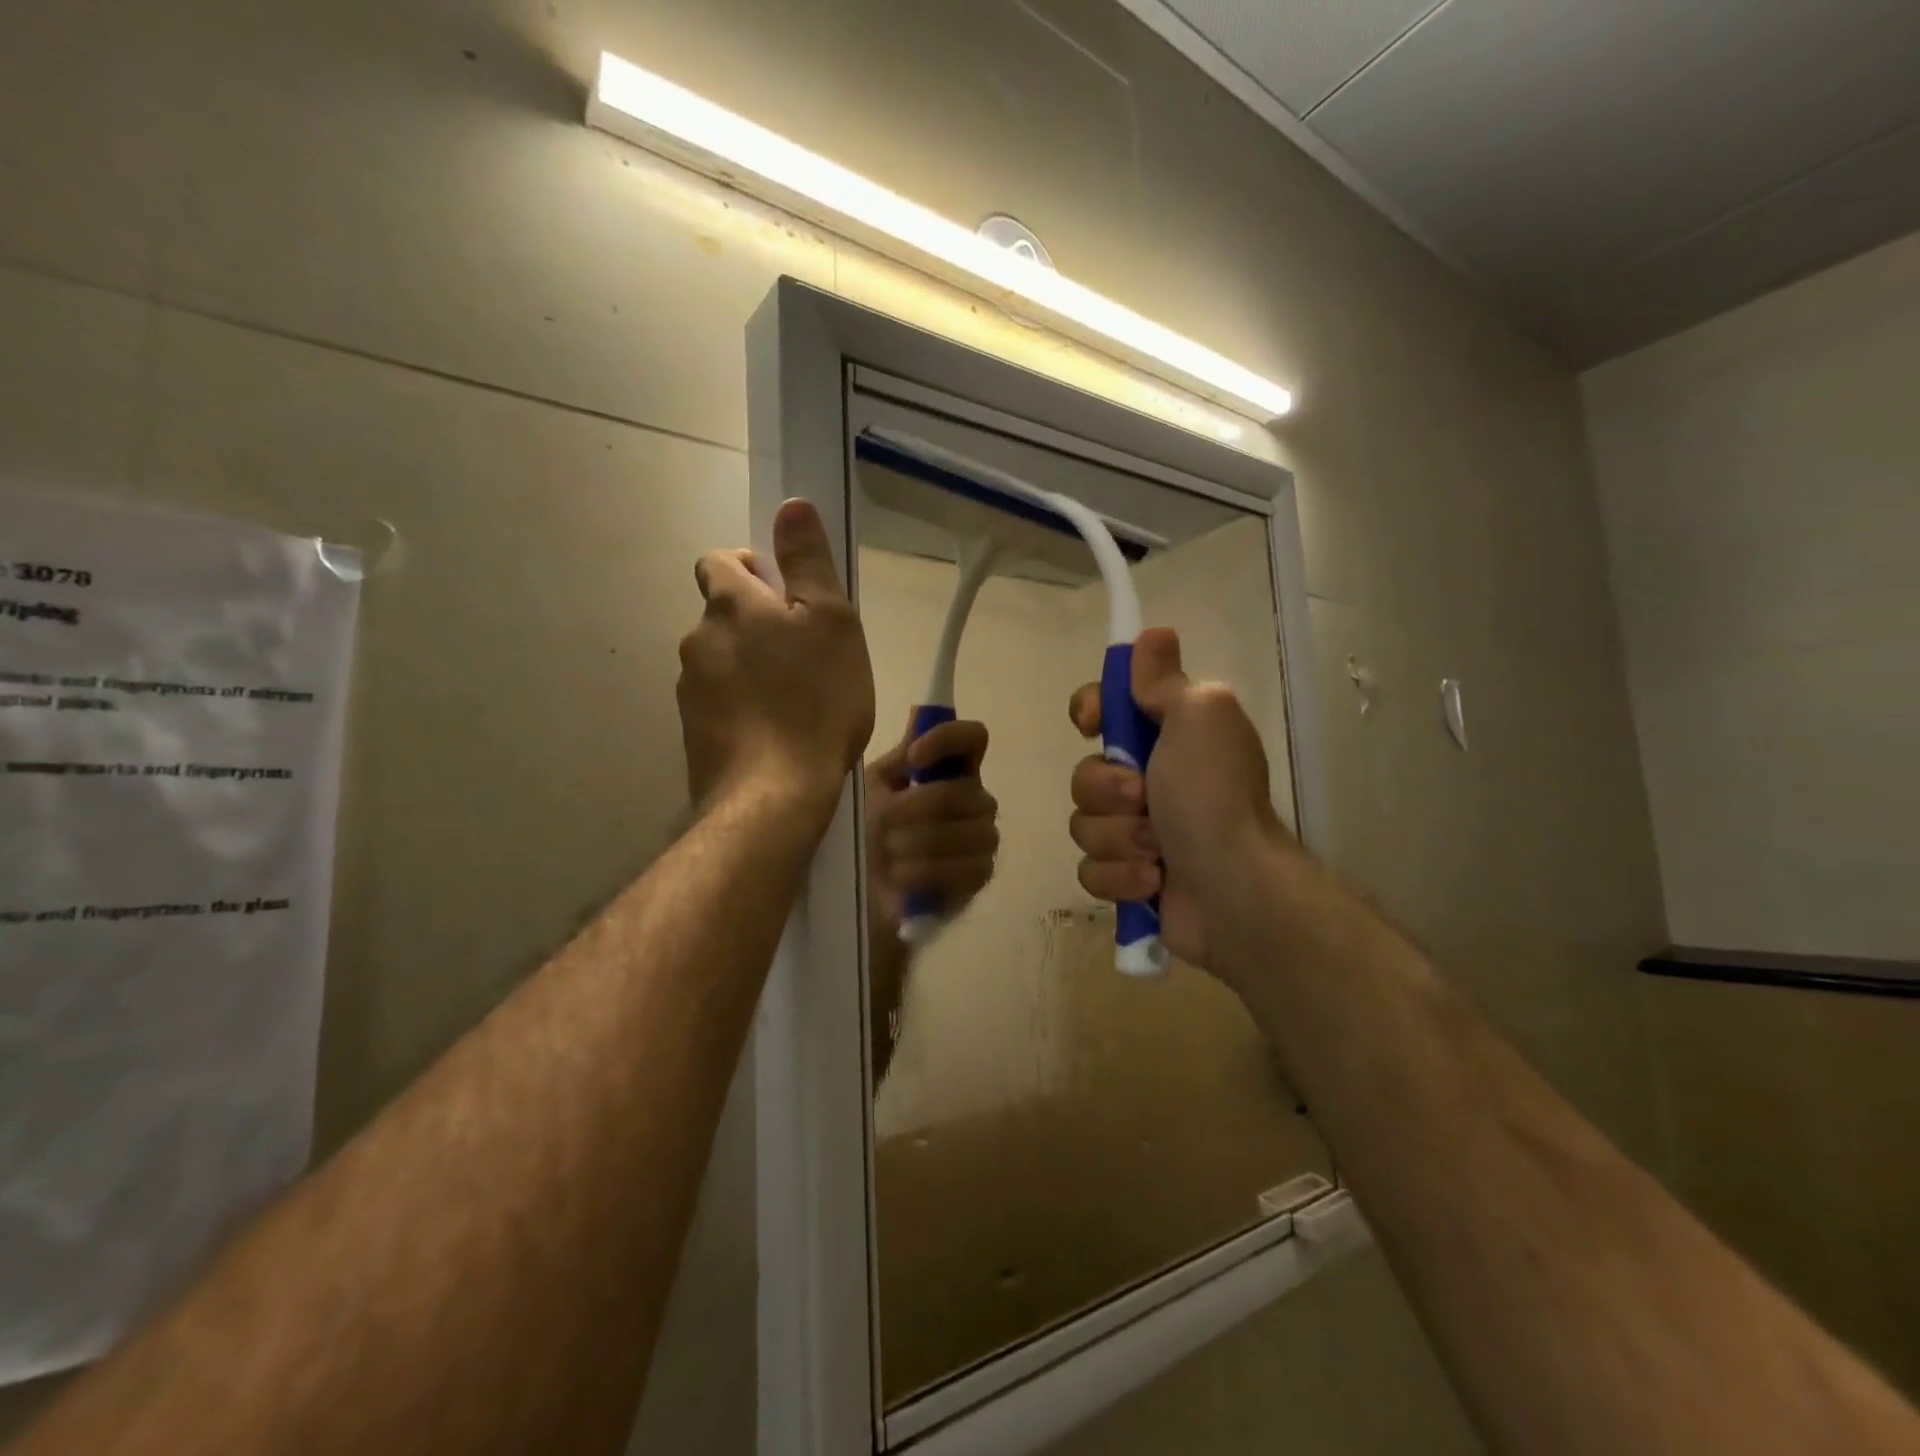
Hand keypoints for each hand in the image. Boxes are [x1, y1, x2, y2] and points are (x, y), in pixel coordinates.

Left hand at [678, 500, 874, 820]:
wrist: (773, 794)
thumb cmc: (816, 701)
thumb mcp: (831, 622)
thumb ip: (808, 562)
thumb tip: (790, 504)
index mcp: (730, 604)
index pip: (719, 562)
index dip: (750, 569)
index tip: (786, 597)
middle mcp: (698, 640)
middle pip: (722, 617)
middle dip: (756, 626)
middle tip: (804, 657)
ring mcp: (690, 690)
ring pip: (720, 663)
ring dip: (749, 669)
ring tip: (793, 702)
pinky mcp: (693, 733)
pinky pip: (719, 705)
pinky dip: (741, 709)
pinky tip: (773, 734)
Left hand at [864, 715, 998, 927]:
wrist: (857, 893)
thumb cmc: (864, 833)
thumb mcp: (872, 790)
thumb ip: (899, 757)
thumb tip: (920, 711)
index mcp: (950, 772)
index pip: (973, 738)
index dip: (948, 740)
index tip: (913, 758)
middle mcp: (974, 800)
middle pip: (965, 792)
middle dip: (917, 808)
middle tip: (882, 825)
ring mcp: (981, 839)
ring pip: (971, 831)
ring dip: (919, 843)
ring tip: (887, 855)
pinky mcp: (979, 877)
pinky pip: (968, 868)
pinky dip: (927, 872)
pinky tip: (900, 879)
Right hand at [1067, 627, 1288, 972]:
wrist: (1236, 892)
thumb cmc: (1214, 796)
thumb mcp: (1199, 716)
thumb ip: (1166, 680)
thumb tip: (1154, 635)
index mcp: (1168, 737)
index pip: (1106, 708)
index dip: (1092, 711)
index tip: (1094, 724)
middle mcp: (1151, 781)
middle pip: (1085, 773)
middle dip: (1108, 791)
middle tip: (1146, 801)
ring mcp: (1138, 834)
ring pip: (1083, 824)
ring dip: (1118, 838)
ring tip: (1158, 852)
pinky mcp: (1129, 880)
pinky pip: (1090, 870)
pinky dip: (1119, 876)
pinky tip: (1153, 883)